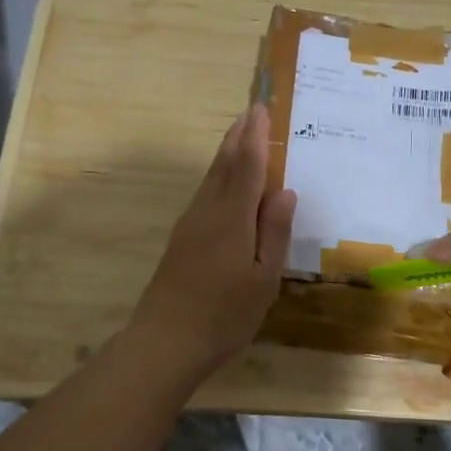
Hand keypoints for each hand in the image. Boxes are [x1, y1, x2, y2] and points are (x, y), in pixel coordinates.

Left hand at [130, 105, 297, 376]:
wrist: (165, 342)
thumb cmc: (224, 315)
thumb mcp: (263, 279)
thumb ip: (274, 232)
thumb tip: (286, 190)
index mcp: (233, 218)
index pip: (247, 167)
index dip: (255, 137)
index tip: (260, 109)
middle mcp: (208, 212)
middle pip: (224, 165)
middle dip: (238, 136)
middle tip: (250, 111)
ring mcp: (190, 225)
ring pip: (211, 178)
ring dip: (226, 153)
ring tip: (239, 135)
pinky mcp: (182, 239)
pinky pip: (205, 194)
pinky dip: (218, 176)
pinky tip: (223, 183)